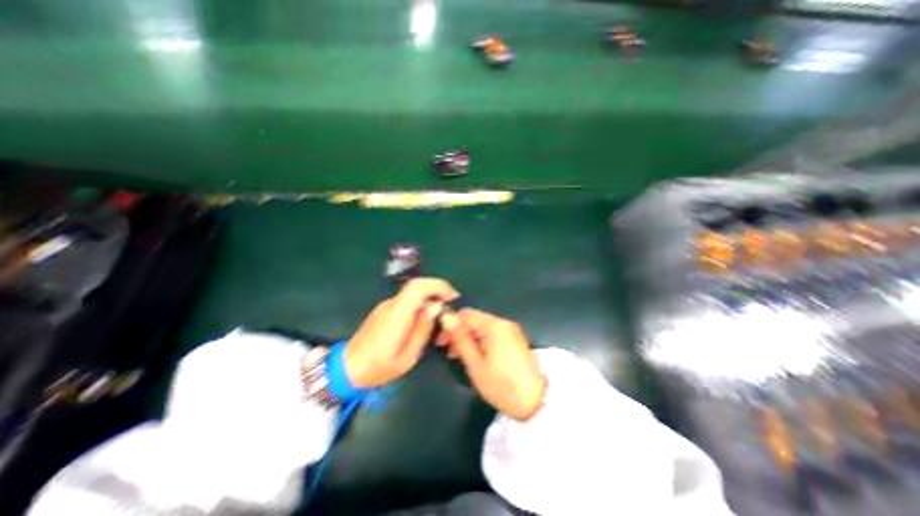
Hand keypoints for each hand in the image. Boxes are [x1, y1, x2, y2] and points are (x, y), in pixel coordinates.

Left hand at [345, 277, 458, 386]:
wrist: (348, 368)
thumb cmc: (379, 368)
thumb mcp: (407, 357)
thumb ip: (422, 330)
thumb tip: (436, 307)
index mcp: (396, 317)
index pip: (416, 288)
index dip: (437, 286)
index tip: (452, 296)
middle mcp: (390, 305)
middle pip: (416, 285)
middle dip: (437, 287)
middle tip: (451, 300)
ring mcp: (386, 305)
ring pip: (412, 290)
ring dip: (430, 293)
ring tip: (442, 308)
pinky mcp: (385, 308)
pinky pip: (407, 298)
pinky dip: (421, 299)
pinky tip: (426, 313)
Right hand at [438, 308, 544, 421]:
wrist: (536, 402)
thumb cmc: (502, 385)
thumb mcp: (475, 364)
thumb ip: (460, 339)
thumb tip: (446, 317)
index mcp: (494, 326)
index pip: (465, 314)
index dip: (450, 325)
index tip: (440, 342)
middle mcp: (503, 322)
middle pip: (474, 319)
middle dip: (458, 332)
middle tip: (448, 351)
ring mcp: (510, 330)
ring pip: (482, 326)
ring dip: (468, 337)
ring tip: (458, 356)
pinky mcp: (514, 339)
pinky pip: (491, 333)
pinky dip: (479, 341)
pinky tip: (474, 355)